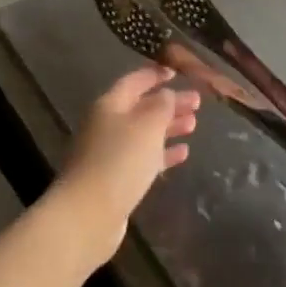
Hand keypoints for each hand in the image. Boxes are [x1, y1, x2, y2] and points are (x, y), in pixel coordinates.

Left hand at [51, 65, 198, 269]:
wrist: (88, 214)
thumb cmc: (120, 161)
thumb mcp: (147, 125)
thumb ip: (162, 105)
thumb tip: (168, 94)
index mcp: (110, 105)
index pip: (134, 81)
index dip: (155, 74)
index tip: (177, 72)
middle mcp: (106, 125)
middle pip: (141, 107)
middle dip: (169, 103)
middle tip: (197, 102)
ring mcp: (109, 153)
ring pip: (144, 133)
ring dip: (169, 127)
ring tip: (194, 125)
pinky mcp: (115, 178)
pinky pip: (143, 158)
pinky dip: (162, 153)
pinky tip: (182, 153)